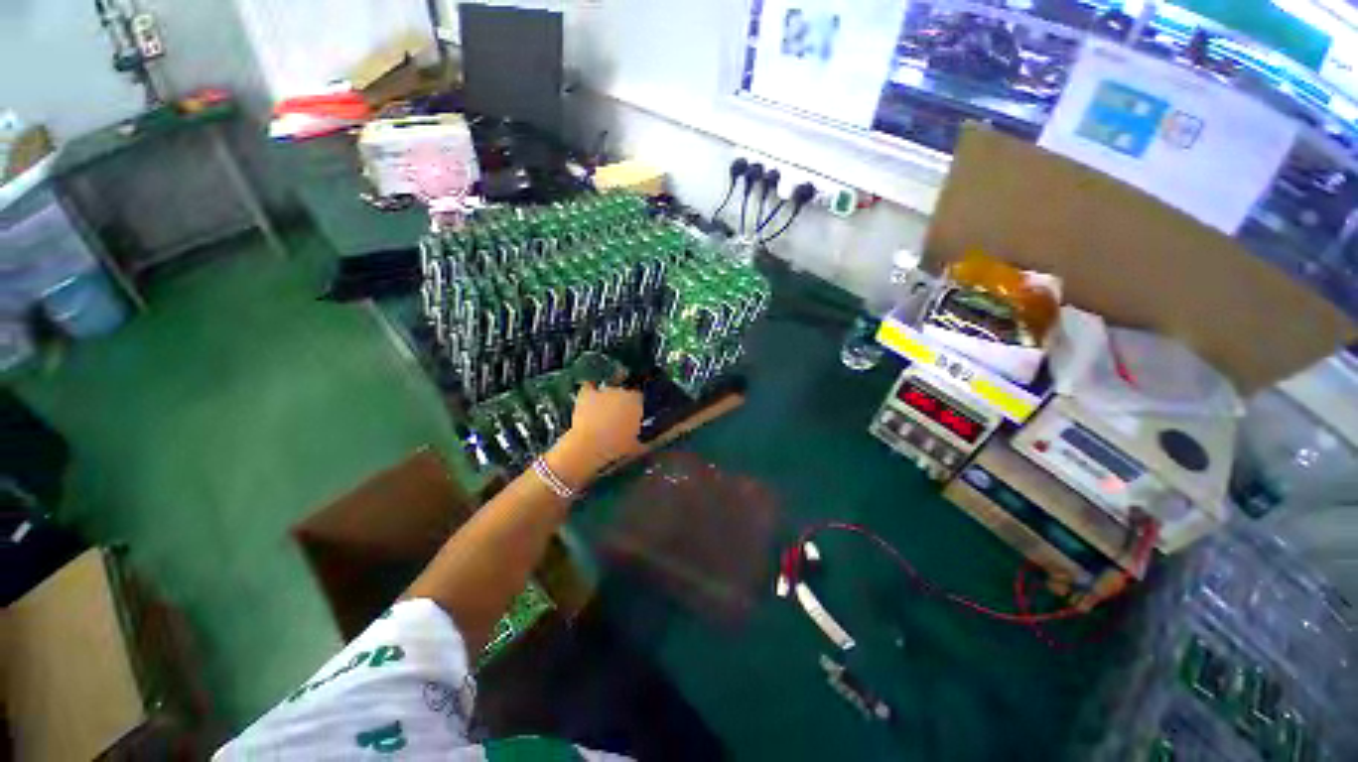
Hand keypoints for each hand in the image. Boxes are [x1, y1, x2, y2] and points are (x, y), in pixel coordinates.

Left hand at [549, 383, 643, 481]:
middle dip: (622, 403)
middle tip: (618, 417)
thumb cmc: (614, 446)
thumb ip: (642, 444)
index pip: (639, 397)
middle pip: (624, 393)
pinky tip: (590, 397)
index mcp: (636, 402)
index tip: (632, 416)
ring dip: (606, 398)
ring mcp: (603, 391)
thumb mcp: (633, 447)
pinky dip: (590, 390)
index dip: (635, 407)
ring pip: (608, 390)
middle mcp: (621, 392)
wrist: (589, 446)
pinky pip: (589, 387)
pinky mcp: (587, 394)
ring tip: (602, 411)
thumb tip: (645, 446)